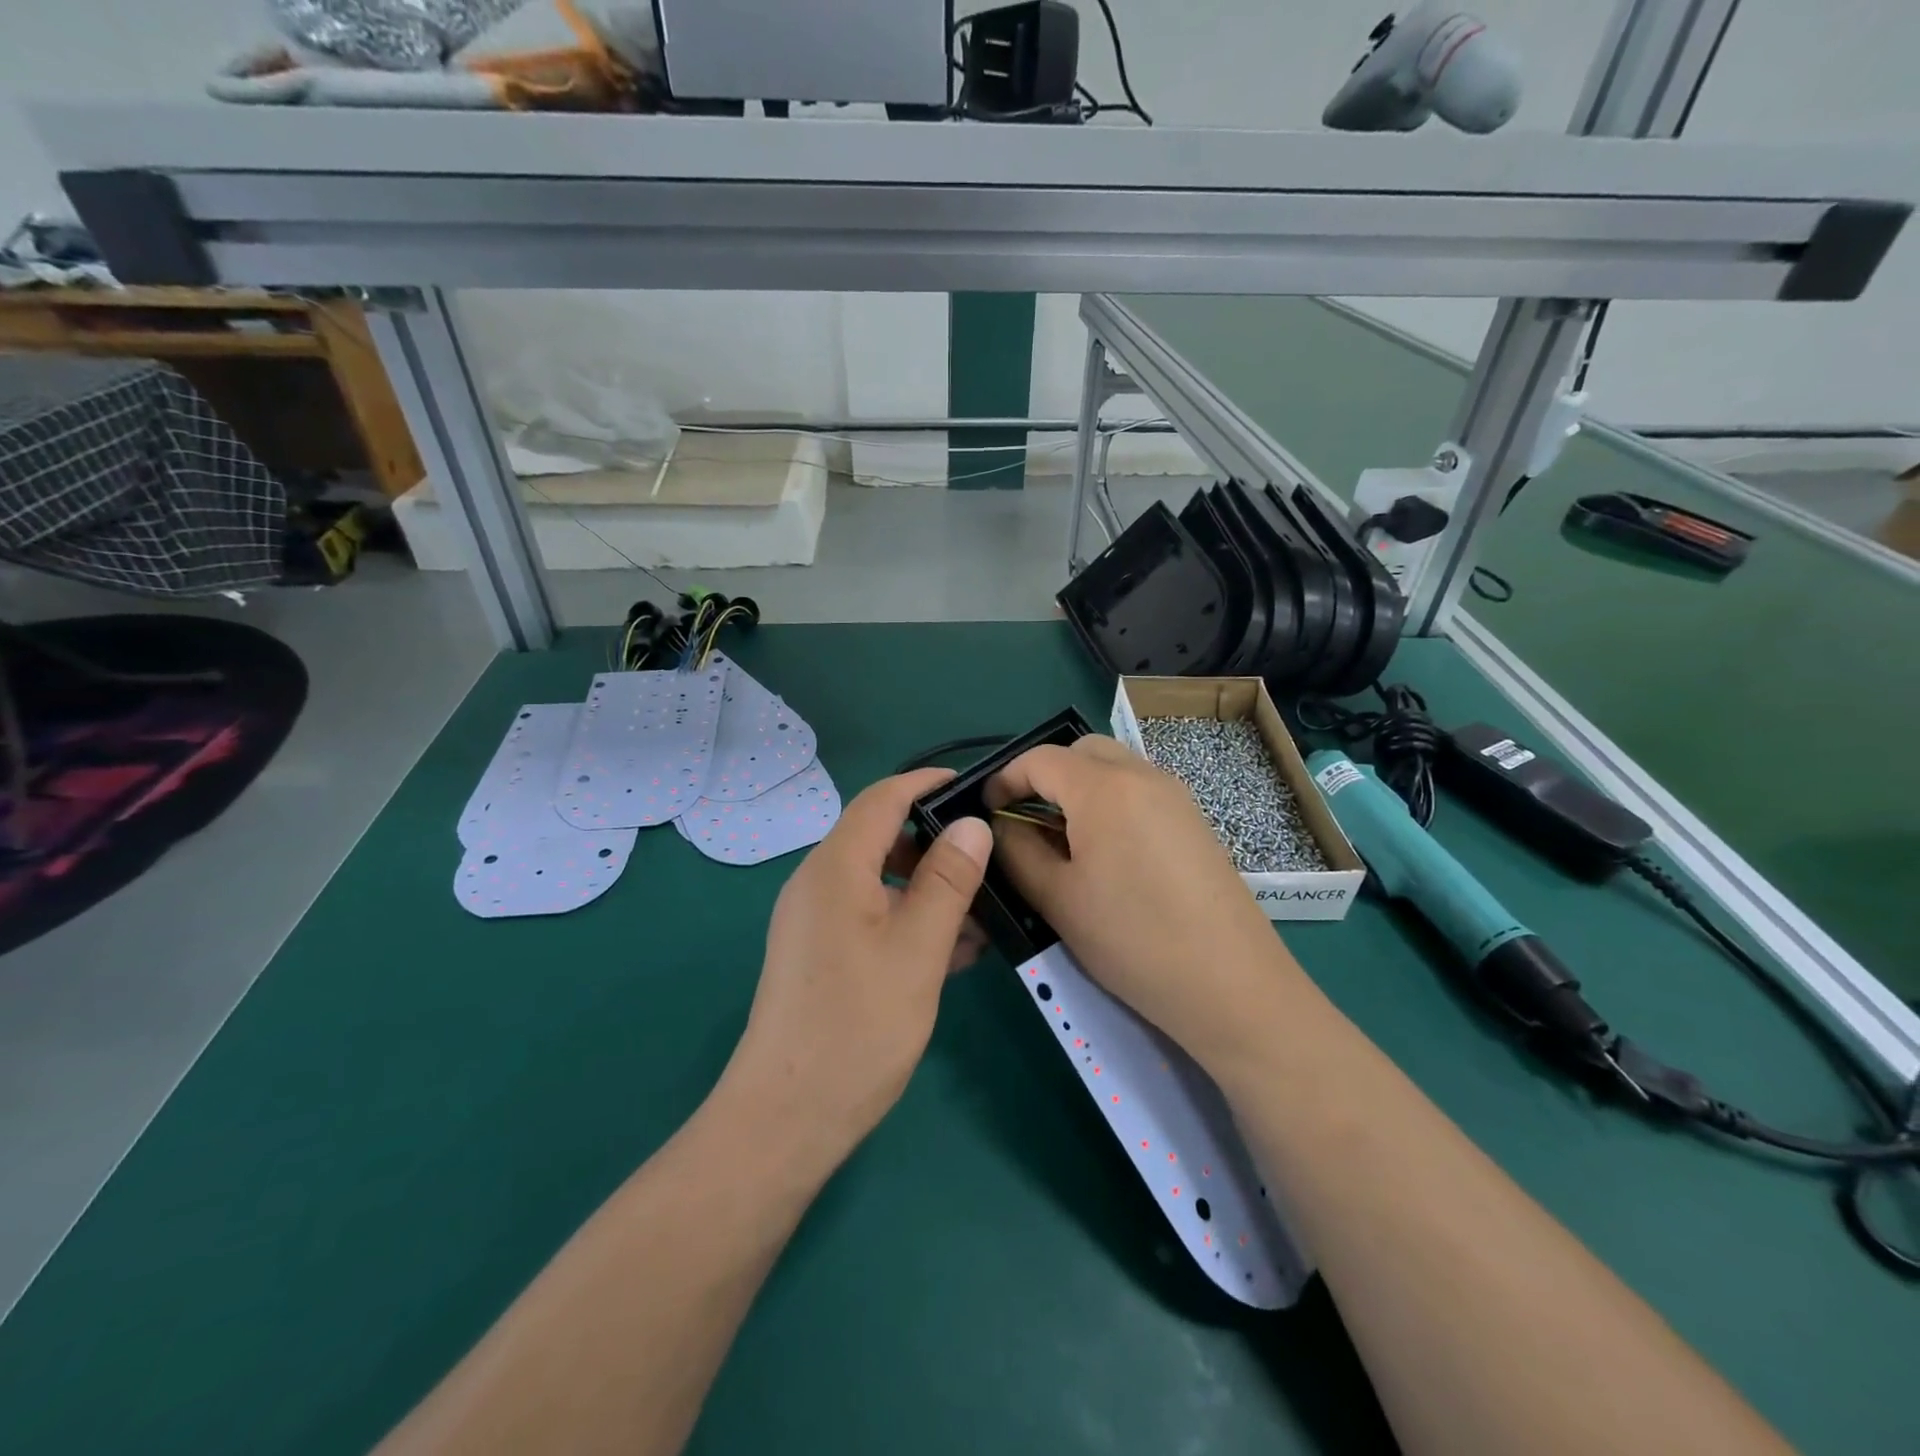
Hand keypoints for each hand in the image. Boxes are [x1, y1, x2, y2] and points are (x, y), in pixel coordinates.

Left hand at [719, 769, 991, 1171]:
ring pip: (880, 881)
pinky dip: (909, 919)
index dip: (927, 783)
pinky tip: (955, 951)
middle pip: (880, 837)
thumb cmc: (858, 1026)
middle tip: (989, 859)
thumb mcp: (918, 949)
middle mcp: (818, 883)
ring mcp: (815, 920)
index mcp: (835, 867)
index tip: (976, 786)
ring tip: (983, 913)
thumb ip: (948, 881)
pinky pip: (871, 916)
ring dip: (929, 887)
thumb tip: (971, 824)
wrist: (786, 1118)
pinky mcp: (820, 953)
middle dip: (936, 842)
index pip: (883, 798)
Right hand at [988, 736, 1301, 1066]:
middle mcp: (1143, 775)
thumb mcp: (1057, 899)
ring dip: (1081, 786)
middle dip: (1046, 774)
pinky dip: (1112, 801)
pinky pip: (1141, 790)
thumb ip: (1018, 851)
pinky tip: (1108, 853)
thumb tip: (1002, 824)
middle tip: (1027, 819)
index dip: (1006, 778)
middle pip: (1081, 751)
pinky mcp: (1194, 820)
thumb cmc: (1132, 939)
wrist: (1231, 983)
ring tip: (1065, 839)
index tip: (988, 810)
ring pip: (1115, 767)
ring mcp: (1176, 795)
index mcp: (1104, 788)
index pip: (1041, 758)